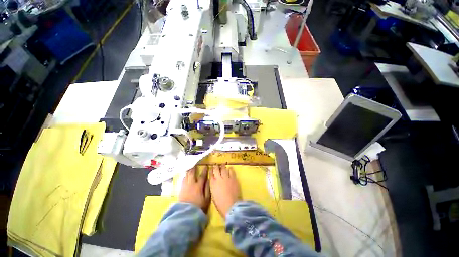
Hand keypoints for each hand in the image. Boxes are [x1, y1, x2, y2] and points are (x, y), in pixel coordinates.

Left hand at [178, 166, 210, 211]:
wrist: (186, 213)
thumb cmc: (198, 206)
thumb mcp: (206, 198)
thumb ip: (207, 188)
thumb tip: (208, 180)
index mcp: (199, 185)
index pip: (202, 176)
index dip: (205, 170)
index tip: (206, 166)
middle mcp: (191, 184)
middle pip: (192, 173)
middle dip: (194, 168)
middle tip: (195, 164)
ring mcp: (185, 186)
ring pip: (187, 175)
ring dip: (189, 171)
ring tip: (190, 168)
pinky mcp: (181, 189)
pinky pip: (183, 180)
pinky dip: (185, 176)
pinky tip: (186, 176)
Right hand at [210, 165, 240, 216]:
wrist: (230, 205)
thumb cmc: (220, 203)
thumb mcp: (213, 194)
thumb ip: (213, 186)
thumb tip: (214, 181)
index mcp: (213, 183)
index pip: (211, 173)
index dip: (211, 170)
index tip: (211, 167)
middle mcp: (219, 178)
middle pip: (217, 169)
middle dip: (216, 166)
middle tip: (216, 164)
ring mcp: (226, 177)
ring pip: (224, 168)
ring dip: (223, 166)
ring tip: (223, 164)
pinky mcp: (233, 178)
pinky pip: (231, 171)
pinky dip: (230, 169)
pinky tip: (230, 168)